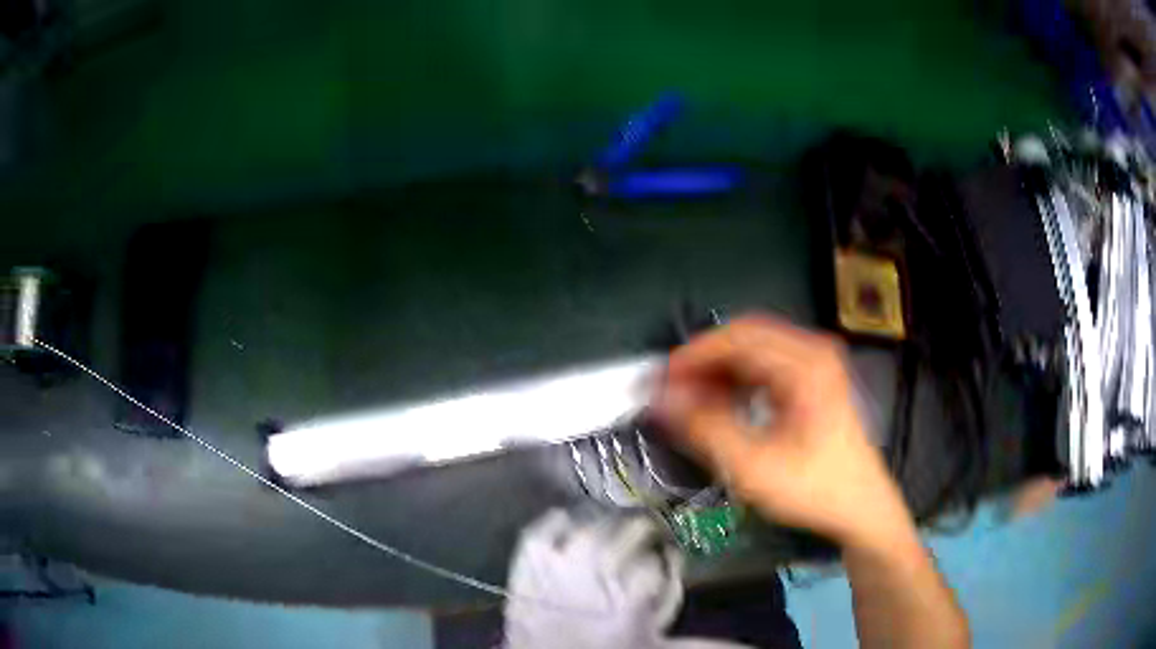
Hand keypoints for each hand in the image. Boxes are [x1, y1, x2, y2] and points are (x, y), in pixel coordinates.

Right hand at [651, 315, 914, 550]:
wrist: (861, 507)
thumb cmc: (813, 488)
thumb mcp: (754, 467)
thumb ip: (705, 429)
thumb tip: (662, 400)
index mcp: (805, 364)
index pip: (737, 338)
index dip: (693, 356)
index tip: (661, 381)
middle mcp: (812, 351)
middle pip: (745, 338)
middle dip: (704, 362)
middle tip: (671, 392)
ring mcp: (816, 363)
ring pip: (754, 351)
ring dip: (719, 371)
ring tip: (691, 402)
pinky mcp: (814, 379)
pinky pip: (767, 366)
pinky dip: (738, 380)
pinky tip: (722, 405)